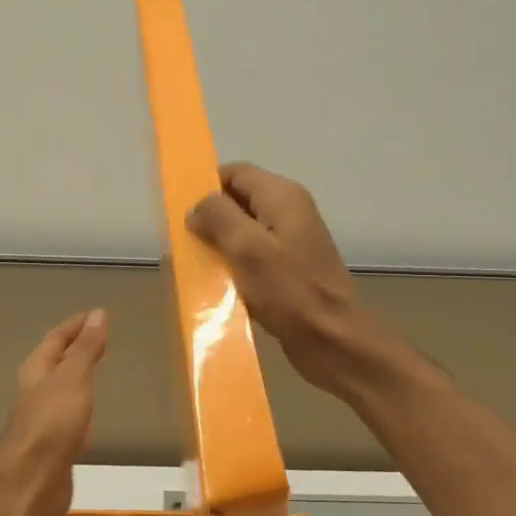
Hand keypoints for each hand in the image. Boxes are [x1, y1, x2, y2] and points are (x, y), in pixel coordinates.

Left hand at [0, 310, 108, 515]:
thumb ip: (87, 348)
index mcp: (36, 370)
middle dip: (75, 350)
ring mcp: (42, 419)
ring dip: (77, 378)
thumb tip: (98, 314)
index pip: (56, 339)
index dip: (76, 325)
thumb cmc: (53, 422)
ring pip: (61, 390)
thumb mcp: (74, 378)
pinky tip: (91, 415)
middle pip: (55, 363)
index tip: (97, 314)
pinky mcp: (52, 444)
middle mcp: (35, 391)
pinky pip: (68, 416)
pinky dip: (81, 406)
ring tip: (97, 372)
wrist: (33, 480)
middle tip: (100, 339)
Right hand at [186, 163, 385, 395]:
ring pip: (244, 233)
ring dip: (220, 247)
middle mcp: (290, 213)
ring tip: (196, 266)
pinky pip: (253, 259)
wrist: (334, 343)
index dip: (206, 186)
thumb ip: (219, 218)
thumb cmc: (291, 293)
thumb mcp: (248, 249)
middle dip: (210, 219)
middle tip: (185, 243)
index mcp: (283, 197)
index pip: (236, 172)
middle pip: (239, 202)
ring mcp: (291, 243)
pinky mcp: (289, 272)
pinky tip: (218, 287)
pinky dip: (234, 268)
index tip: (181, 211)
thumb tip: (197, 206)